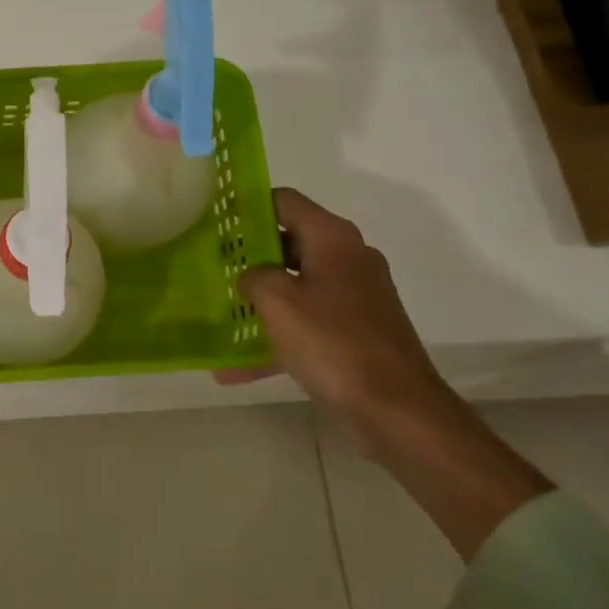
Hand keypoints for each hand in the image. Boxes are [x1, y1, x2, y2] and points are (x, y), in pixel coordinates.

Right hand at [221, 188, 453, 437]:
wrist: (395, 408)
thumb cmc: (332, 342)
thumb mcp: (277, 301)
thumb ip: (254, 276)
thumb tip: (251, 276)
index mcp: (332, 238)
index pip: (285, 201)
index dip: (249, 206)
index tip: (217, 221)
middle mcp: (348, 258)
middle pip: (290, 243)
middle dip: (249, 257)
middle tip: (212, 269)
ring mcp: (356, 296)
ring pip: (297, 286)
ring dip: (261, 301)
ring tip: (221, 315)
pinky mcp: (357, 331)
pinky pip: (308, 323)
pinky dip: (279, 337)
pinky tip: (238, 368)